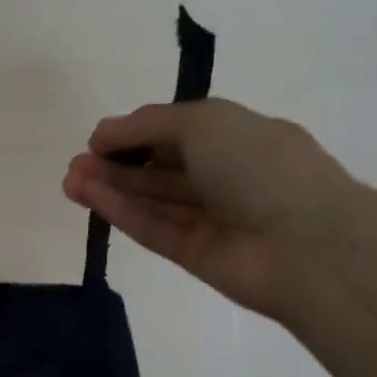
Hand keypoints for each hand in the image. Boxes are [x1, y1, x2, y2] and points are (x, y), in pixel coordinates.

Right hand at [62, 99, 361, 317]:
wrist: (306, 246)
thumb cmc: (261, 166)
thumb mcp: (205, 121)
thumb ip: (150, 123)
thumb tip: (105, 133)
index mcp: (239, 137)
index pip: (178, 132)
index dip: (136, 133)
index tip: (98, 138)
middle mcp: (225, 176)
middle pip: (160, 169)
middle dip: (117, 163)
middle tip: (75, 164)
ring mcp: (210, 219)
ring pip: (152, 200)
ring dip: (111, 188)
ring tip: (70, 180)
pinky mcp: (195, 255)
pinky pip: (153, 228)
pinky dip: (122, 213)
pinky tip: (89, 198)